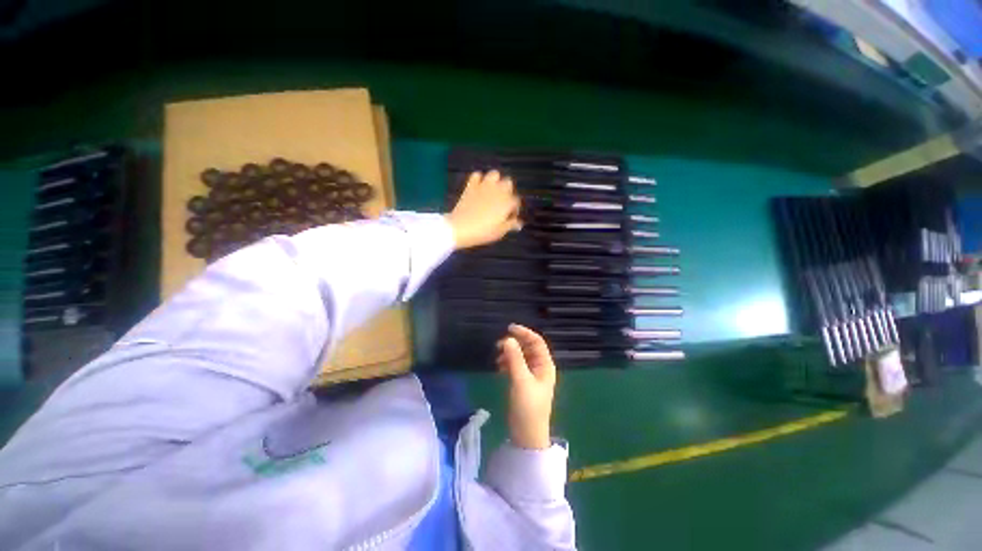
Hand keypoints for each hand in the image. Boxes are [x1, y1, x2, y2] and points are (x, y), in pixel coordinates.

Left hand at [447, 171, 521, 249]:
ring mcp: (484, 186)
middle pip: (508, 183)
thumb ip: (511, 225)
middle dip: (507, 191)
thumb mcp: (500, 232)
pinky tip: (478, 188)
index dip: (514, 210)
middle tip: (502, 204)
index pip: (516, 201)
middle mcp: (498, 190)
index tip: (510, 217)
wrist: (461, 228)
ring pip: (494, 174)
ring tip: (492, 192)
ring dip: (495, 181)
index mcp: (507, 202)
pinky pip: (477, 175)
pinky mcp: (471, 186)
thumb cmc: (483, 232)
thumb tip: (519, 223)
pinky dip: (478, 180)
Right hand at [496, 324, 556, 449]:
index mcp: (545, 365)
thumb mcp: (521, 381)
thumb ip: (515, 359)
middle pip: (528, 347)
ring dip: (509, 353)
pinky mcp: (523, 382)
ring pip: (520, 356)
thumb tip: (508, 339)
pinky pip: (516, 365)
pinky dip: (508, 363)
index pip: (537, 342)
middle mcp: (540, 367)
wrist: (527, 435)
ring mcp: (531, 375)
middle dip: (514, 343)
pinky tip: (499, 367)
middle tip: (499, 345)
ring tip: (497, 359)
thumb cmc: (528, 407)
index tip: (509, 328)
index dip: (524, 332)